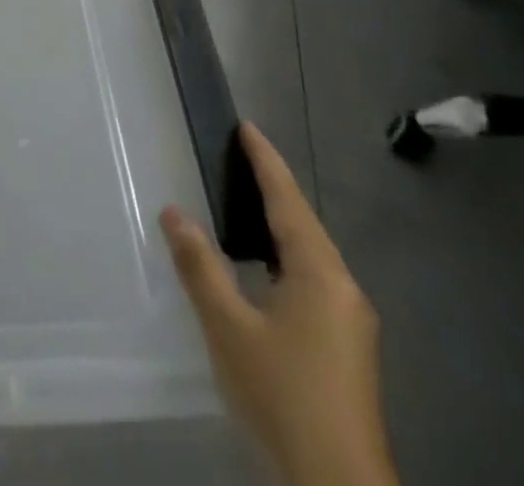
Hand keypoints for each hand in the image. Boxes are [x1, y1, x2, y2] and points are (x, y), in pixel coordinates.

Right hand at [159, 124, 395, 485]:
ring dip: (279, 224)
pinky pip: (311, 278)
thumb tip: (173, 211)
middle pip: (304, 224)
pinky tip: (262, 266)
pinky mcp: (346, 347)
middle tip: (239, 156)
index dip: (266, 163)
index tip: (247, 128)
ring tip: (245, 200)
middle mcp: (343, 290)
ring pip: (309, 254)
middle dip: (273, 188)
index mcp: (319, 275)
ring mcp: (349, 322)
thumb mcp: (228, 327)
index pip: (287, 202)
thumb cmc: (282, 394)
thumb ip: (199, 265)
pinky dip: (284, 255)